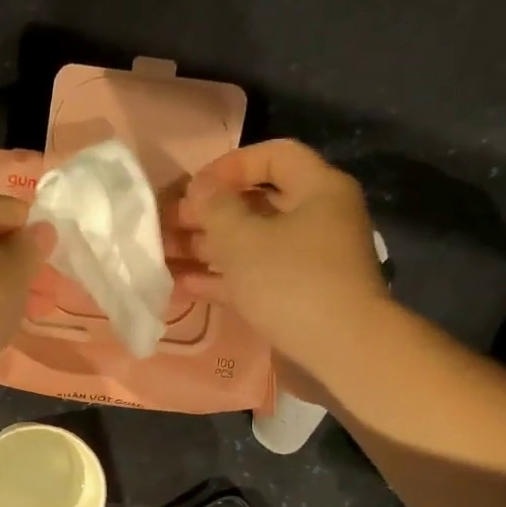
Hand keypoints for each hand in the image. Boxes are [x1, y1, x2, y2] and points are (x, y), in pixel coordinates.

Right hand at [178, 139, 389, 368]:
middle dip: (209, 212)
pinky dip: (220, 277)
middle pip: (256, 202)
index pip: (274, 155)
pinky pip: (252, 276)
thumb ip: (216, 207)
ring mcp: (306, 260)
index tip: (195, 188)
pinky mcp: (295, 295)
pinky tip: (183, 283)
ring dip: (207, 246)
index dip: (230, 165)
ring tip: (164, 253)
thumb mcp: (244, 239)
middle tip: (168, 223)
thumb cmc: (291, 281)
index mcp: (317, 189)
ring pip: (250, 242)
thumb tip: (202, 187)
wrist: (341, 350)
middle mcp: (316, 218)